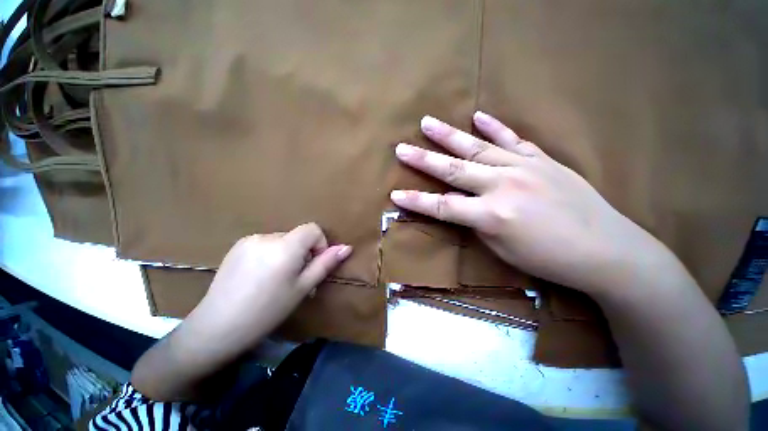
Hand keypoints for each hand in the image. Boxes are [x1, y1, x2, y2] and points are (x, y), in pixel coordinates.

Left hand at [184, 223, 351, 354]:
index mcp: (285, 247)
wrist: (218, 327)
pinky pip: (265, 243)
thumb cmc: (268, 310)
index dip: (319, 244)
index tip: (312, 265)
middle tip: (294, 279)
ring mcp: (249, 240)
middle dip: (302, 252)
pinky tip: (260, 276)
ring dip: (286, 253)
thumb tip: (347, 248)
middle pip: (297, 236)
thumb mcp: (303, 288)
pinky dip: (271, 254)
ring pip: (282, 240)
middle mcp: (267, 236)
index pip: (313, 229)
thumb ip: (326, 264)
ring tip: (275, 279)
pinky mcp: (237, 246)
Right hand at [391, 112, 672, 294]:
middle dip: (423, 160)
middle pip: (453, 170)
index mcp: (492, 215)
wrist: (607, 249)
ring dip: (449, 136)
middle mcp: (503, 185)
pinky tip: (478, 116)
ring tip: (427, 123)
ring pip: (477, 147)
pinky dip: (494, 127)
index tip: (395, 194)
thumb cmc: (550, 259)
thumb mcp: (503, 249)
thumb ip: (478, 222)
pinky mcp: (541, 160)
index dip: (416, 201)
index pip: (442, 207)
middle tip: (401, 148)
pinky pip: (512, 140)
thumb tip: (461, 205)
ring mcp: (523, 167)